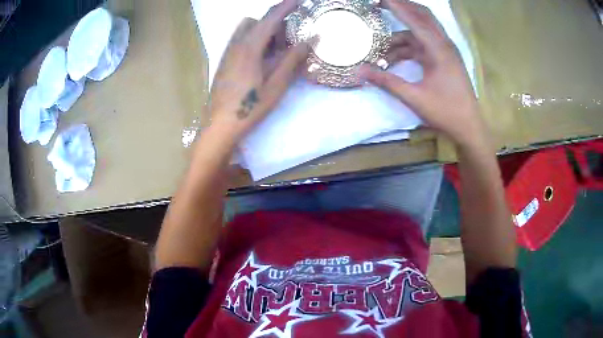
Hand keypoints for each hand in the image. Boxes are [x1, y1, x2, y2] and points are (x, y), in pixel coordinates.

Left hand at [208, 0, 311, 143]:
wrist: (219, 125)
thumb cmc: (250, 107)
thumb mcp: (277, 84)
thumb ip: (294, 58)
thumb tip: (312, 37)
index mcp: (250, 47)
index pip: (270, 18)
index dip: (286, 6)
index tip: (299, 0)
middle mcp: (236, 44)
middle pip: (257, 21)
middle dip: (275, 23)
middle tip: (288, 41)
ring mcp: (227, 52)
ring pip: (246, 30)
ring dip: (263, 31)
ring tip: (275, 51)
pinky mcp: (224, 61)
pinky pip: (240, 40)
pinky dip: (254, 40)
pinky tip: (260, 60)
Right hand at [358, 0, 484, 146]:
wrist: (469, 128)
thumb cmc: (446, 112)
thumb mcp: (414, 97)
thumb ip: (387, 81)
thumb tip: (359, 71)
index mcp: (440, 50)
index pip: (415, 19)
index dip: (396, 6)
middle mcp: (444, 45)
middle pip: (423, 16)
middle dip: (402, 8)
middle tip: (381, 5)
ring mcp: (445, 52)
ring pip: (421, 32)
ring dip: (401, 35)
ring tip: (380, 46)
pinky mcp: (444, 60)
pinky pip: (423, 45)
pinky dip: (408, 48)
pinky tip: (393, 58)